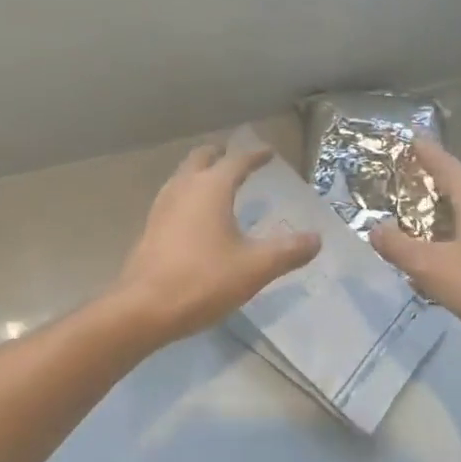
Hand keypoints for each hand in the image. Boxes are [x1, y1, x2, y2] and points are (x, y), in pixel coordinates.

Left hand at [110, 144, 321, 345]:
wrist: (144, 308)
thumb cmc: (203, 280)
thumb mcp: (255, 267)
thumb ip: (288, 251)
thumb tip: (316, 239)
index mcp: (211, 188)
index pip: (236, 161)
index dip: (255, 155)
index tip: (268, 152)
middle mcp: (183, 188)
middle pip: (201, 158)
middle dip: (220, 155)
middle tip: (237, 159)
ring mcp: (162, 207)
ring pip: (182, 176)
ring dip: (200, 173)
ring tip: (217, 184)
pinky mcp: (150, 228)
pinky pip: (173, 198)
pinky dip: (188, 194)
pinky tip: (196, 217)